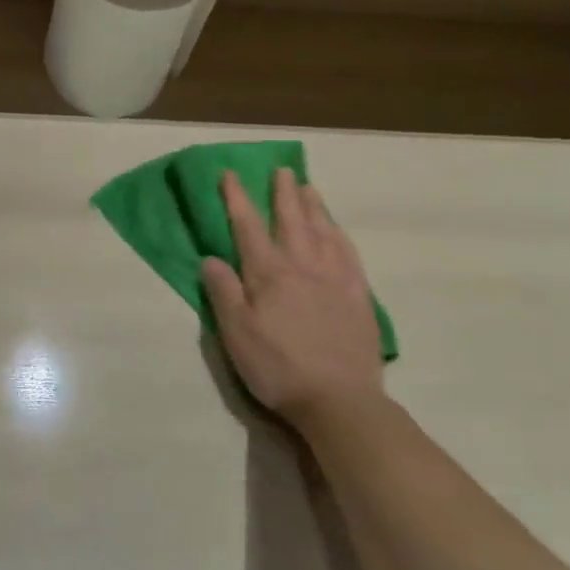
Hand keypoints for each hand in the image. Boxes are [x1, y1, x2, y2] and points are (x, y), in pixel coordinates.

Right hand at [201, 168, 383, 429]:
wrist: (339, 400)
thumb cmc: (278, 367)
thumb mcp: (236, 333)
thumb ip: (223, 292)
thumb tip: (211, 258)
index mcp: (268, 273)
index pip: (247, 226)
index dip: (237, 198)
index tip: (230, 174)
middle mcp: (302, 266)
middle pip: (290, 220)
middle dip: (282, 193)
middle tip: (280, 169)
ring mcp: (335, 279)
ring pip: (322, 231)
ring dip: (313, 206)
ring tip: (308, 187)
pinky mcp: (358, 296)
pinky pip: (349, 253)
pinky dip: (339, 234)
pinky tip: (337, 230)